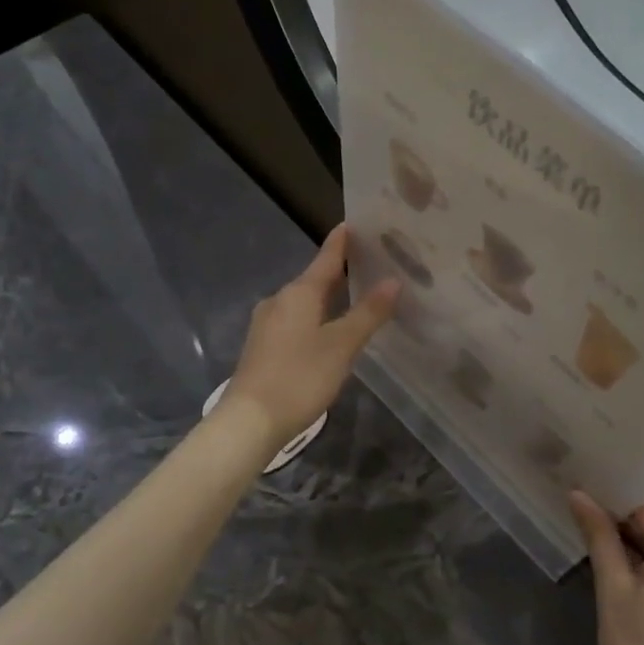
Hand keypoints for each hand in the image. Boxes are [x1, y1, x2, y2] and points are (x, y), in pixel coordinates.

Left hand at [224, 225, 399, 454]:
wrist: (250, 420)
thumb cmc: (299, 377)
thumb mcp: (341, 345)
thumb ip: (368, 313)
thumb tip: (393, 280)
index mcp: (299, 293)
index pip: (326, 258)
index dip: (342, 242)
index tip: (357, 223)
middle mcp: (279, 301)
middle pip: (314, 279)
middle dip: (340, 271)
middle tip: (372, 264)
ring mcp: (267, 324)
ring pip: (304, 302)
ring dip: (328, 297)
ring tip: (357, 297)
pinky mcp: (263, 347)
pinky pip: (295, 321)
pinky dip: (316, 317)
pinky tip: (329, 330)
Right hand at [570, 491, 643, 644]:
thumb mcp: (612, 590)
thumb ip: (599, 536)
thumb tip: (578, 494)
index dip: (616, 487)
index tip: (583, 475)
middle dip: (618, 509)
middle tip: (577, 494)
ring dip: (628, 532)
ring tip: (586, 517)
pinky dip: (641, 554)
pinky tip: (611, 550)